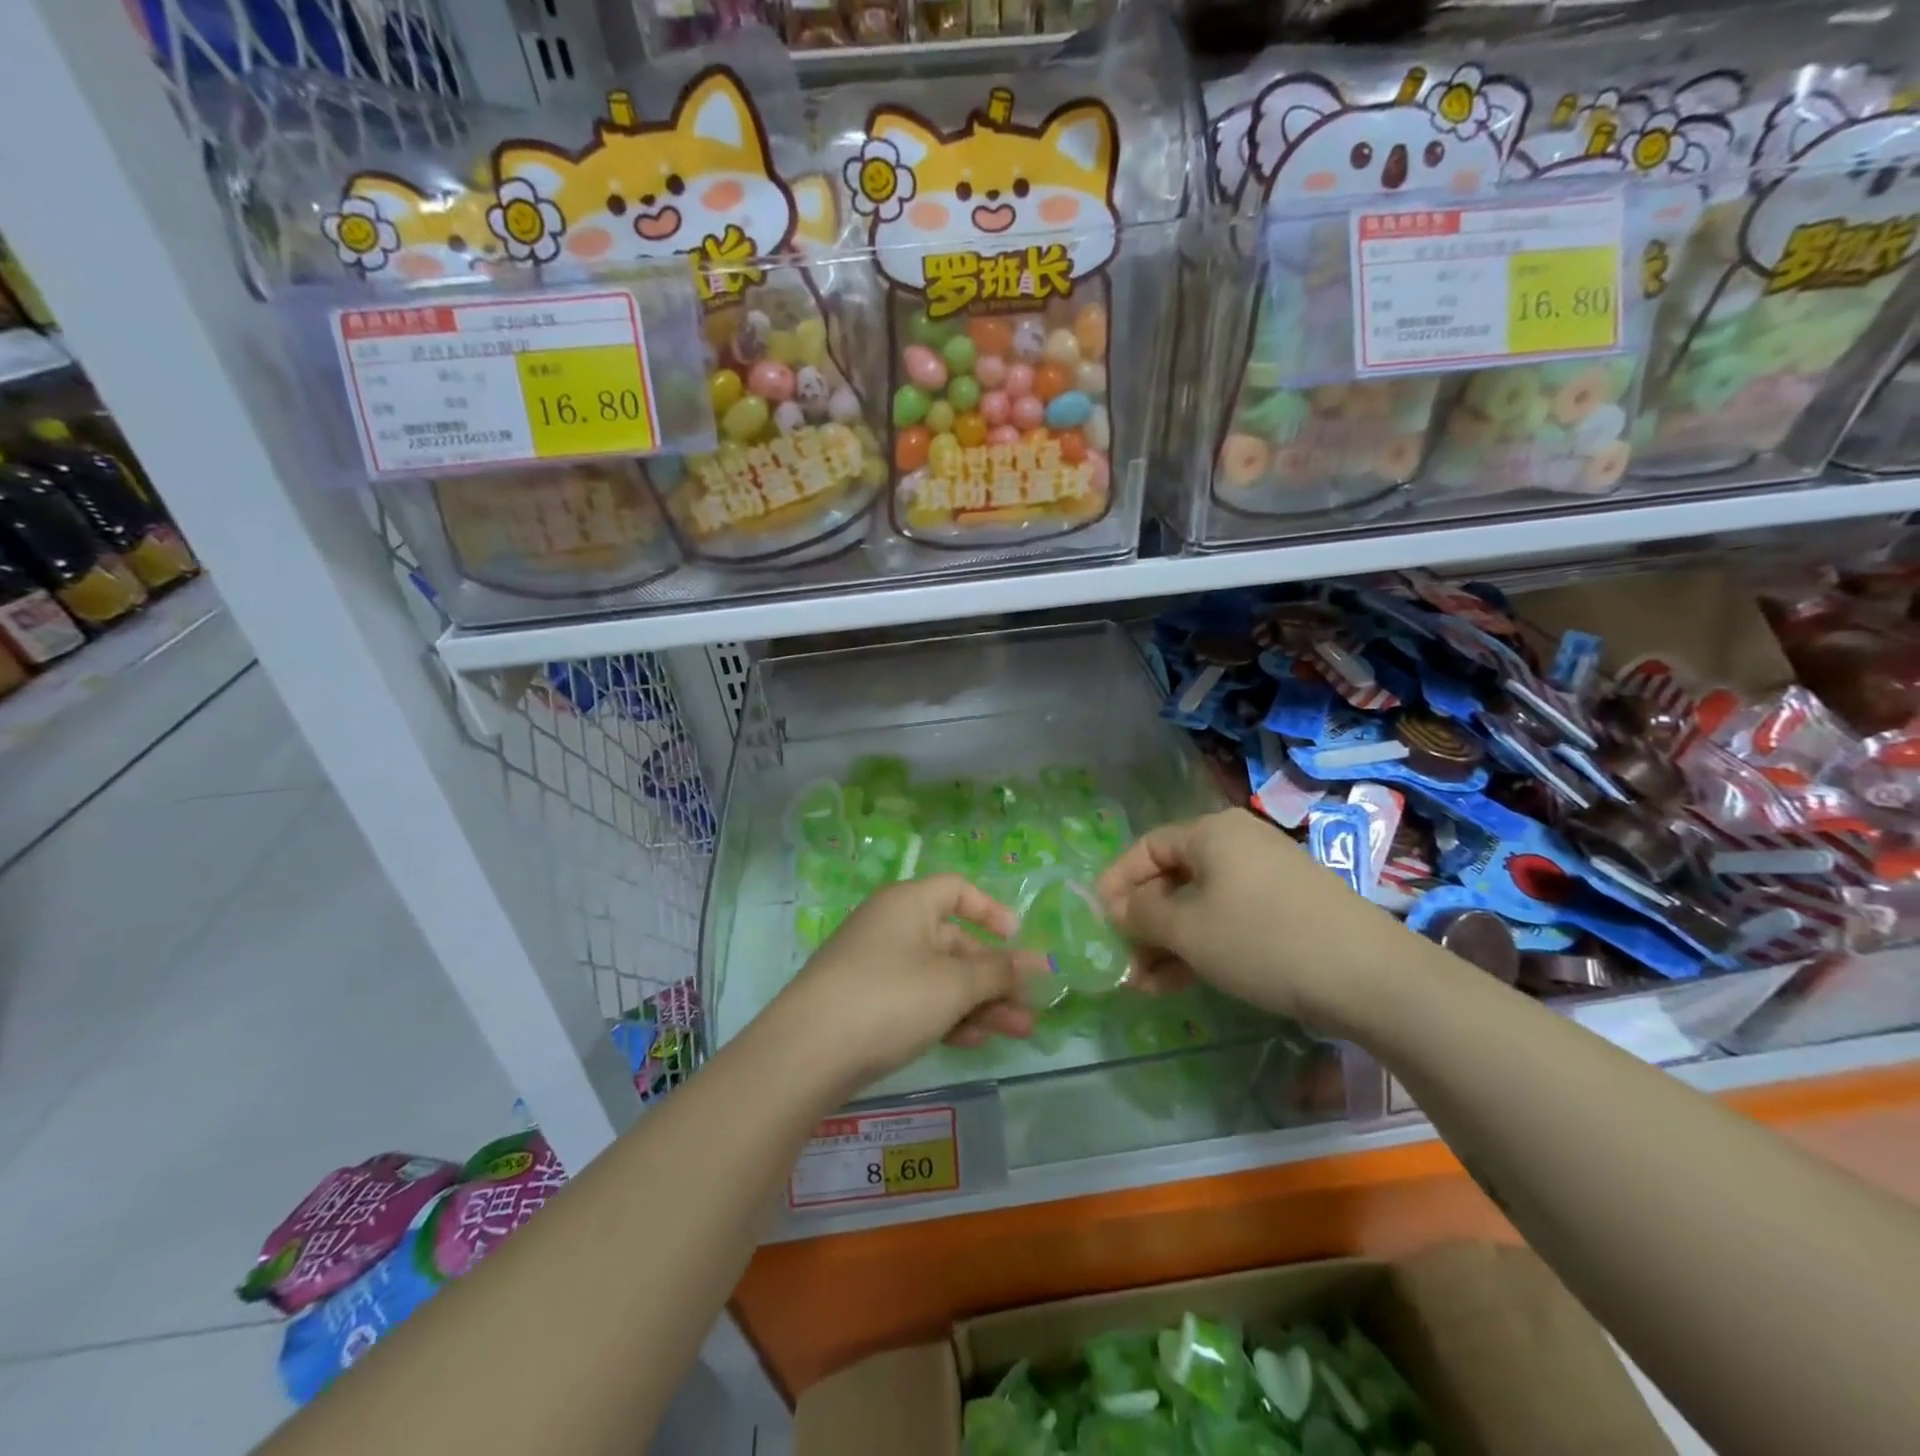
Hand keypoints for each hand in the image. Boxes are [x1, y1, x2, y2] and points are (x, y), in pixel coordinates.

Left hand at [776, 875, 1047, 1093]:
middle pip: (954, 942)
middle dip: (995, 975)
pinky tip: (974, 1042)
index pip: (957, 890)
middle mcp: (891, 927)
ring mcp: (876, 966)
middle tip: (1030, 1006)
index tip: (1018, 939)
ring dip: (979, 1002)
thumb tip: (1033, 964)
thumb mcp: (953, 984)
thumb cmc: (890, 998)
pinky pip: (917, 1000)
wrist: (807, 1053)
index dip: (991, 911)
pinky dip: (947, 1016)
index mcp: (908, 904)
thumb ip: (997, 972)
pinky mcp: (865, 1003)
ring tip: (1018, 1032)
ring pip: (939, 977)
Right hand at [1096, 808, 1404, 1027]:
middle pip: (1175, 877)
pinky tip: (1183, 982)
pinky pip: (1231, 919)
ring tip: (1146, 984)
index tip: (1097, 916)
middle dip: (1145, 921)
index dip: (1118, 881)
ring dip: (1171, 941)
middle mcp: (1239, 844)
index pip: (1148, 847)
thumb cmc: (1262, 940)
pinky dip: (1204, 945)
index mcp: (1212, 833)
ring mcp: (1268, 876)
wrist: (1370, 977)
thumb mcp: (1189, 930)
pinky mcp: (1290, 909)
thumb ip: (1142, 915)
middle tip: (1124, 958)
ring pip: (1202, 904)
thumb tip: (1116, 907)